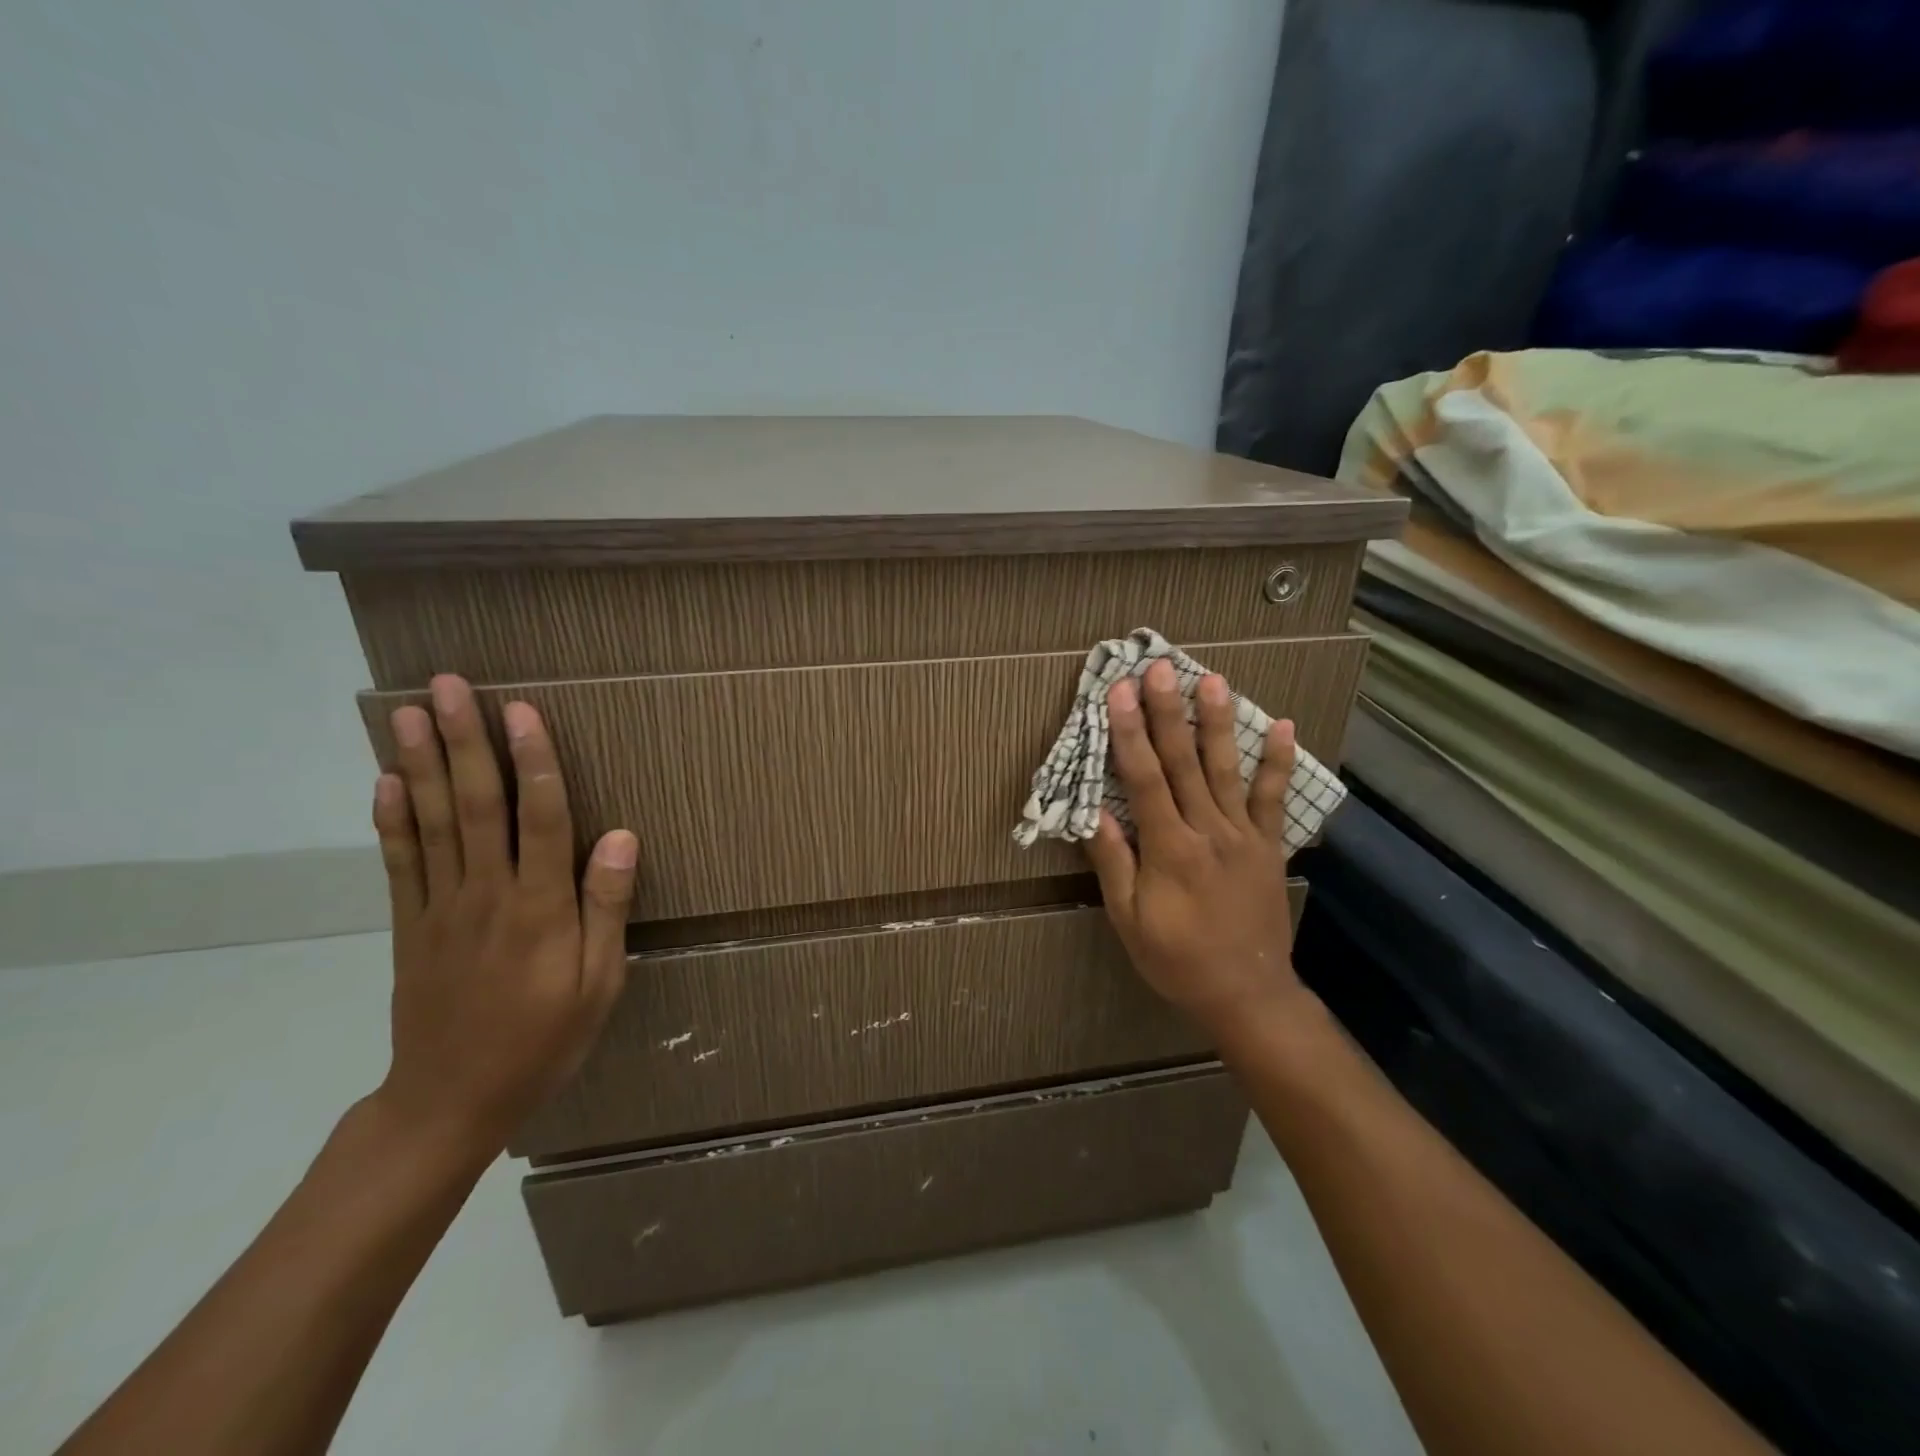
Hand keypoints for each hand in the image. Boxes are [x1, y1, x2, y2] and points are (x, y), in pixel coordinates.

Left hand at [370, 674, 638, 1159]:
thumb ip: (606, 907)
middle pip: (475, 806)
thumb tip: (620, 836)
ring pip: (432, 823)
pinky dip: (391, 819)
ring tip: (408, 713)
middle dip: (464, 742)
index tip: (520, 710)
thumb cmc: (544, 1041)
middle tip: (449, 686)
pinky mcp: (411, 926)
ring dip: (422, 764)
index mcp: (540, 909)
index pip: (538, 819)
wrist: (450, 1103)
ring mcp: (441, 908)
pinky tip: (386, 780)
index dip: (532, 761)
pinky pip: (399, 863)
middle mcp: (486, 895)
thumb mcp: (599, 984)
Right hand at [1086, 659, 1303, 1034]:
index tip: (1119, 693)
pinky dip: (1278, 762)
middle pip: (1184, 763)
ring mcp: (1244, 836)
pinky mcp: (1269, 845)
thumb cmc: (1177, 960)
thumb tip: (1094, 815)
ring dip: (1219, 723)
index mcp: (1169, 850)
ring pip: (1228, 770)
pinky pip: (1273, 799)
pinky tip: (1283, 726)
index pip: (1144, 780)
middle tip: (1160, 668)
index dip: (1130, 733)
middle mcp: (1208, 831)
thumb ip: (1114, 865)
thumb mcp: (1130, 921)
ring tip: (1213, 680)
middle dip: (1169, 712)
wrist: (1248, 994)